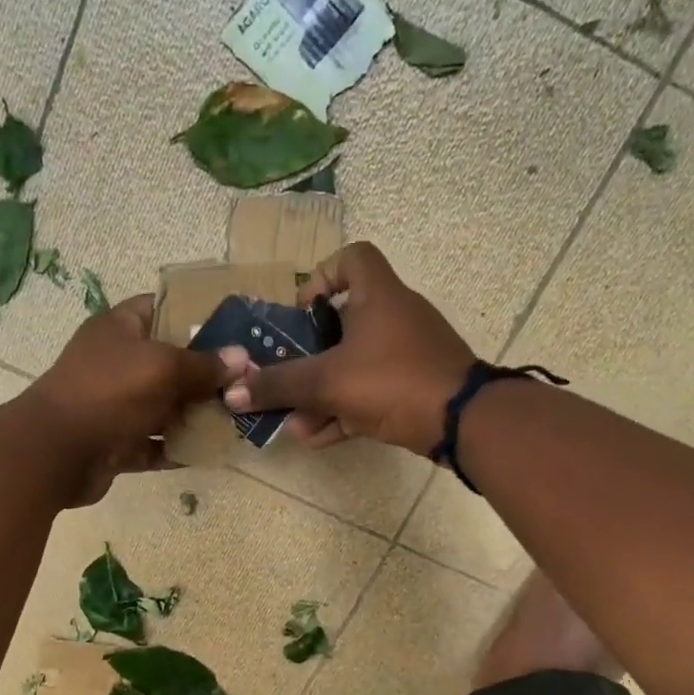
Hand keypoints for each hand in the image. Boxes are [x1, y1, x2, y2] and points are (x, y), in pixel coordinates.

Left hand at [24, 294, 245, 504]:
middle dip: (205, 372)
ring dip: (195, 414)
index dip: (195, 313)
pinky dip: (178, 448)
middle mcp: (116, 363)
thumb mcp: (163, 367)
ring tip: (238, 417)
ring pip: (163, 406)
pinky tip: (212, 451)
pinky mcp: (116, 443)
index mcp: (119, 329)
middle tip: (247, 378)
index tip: (234, 326)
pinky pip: (154, 443)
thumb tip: (242, 359)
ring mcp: (114, 406)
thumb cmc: (109, 392)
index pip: (160, 308)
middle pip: (168, 362)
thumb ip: (204, 365)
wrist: (56, 453)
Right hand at [222, 242, 474, 454]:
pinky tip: (316, 437)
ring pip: (353, 365)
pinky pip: (370, 392)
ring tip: (294, 421)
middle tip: (285, 377)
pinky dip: (343, 411)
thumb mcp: (327, 382)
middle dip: (308, 356)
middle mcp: (394, 317)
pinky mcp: (414, 387)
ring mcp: (407, 355)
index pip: (352, 257)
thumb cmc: (392, 380)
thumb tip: (231, 393)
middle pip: (343, 322)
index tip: (301, 312)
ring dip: (320, 393)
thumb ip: (279, 386)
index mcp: (378, 295)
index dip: (321, 276)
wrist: (462, 422)